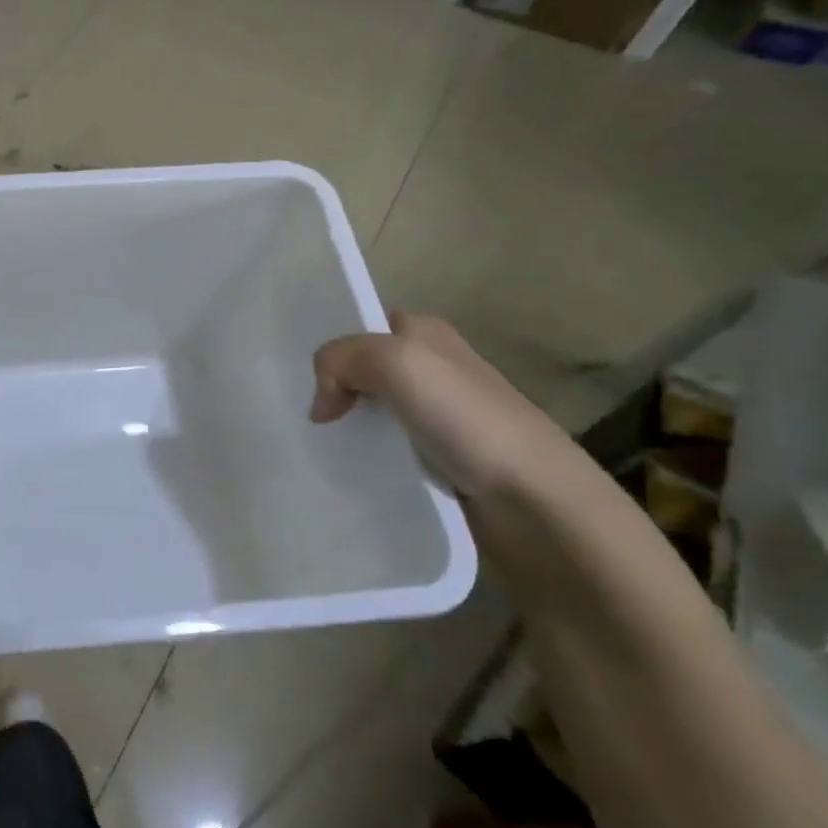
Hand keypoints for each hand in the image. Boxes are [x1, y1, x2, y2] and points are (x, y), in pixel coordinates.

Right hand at [311, 311, 580, 503]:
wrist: (532, 500)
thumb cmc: (466, 418)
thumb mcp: (395, 362)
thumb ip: (340, 360)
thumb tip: (321, 406)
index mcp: (426, 334)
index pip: (362, 327)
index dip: (332, 345)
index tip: (295, 372)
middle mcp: (430, 370)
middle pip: (360, 371)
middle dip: (329, 387)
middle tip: (297, 411)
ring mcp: (433, 418)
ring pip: (367, 413)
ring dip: (342, 427)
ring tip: (310, 443)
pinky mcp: (434, 461)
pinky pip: (381, 450)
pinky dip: (360, 458)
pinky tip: (341, 468)